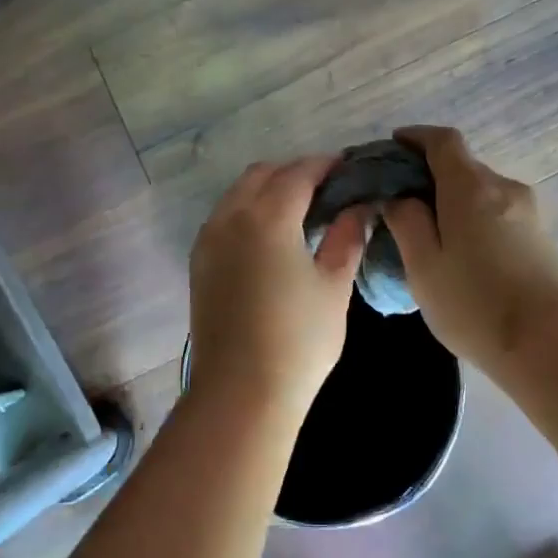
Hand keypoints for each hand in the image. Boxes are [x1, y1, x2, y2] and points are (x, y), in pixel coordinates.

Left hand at [187, 158, 368, 425]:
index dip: (325, 165)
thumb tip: (358, 207)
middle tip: (326, 190)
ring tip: (299, 211)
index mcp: (268, 217)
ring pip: (238, 194)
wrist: (241, 392)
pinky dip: (247, 211)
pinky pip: (223, 218)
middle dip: (294, 172)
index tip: (347, 168)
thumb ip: (346, 238)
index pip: (298, 173)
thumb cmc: (299, 340)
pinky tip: (269, 236)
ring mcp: (208, 240)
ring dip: (267, 190)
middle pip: (262, 175)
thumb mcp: (333, 287)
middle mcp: (231, 218)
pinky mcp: (199, 263)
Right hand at [382, 127, 557, 373]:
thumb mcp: (423, 266)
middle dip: (431, 175)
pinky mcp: (542, 237)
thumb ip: (406, 222)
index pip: (443, 141)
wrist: (549, 345)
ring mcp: (529, 212)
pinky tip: (464, 253)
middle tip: (404, 203)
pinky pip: (499, 213)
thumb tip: (400, 197)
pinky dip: (476, 219)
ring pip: (483, 192)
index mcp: (471, 188)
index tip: (394, 146)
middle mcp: (504, 188)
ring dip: (455, 201)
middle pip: (463, 167)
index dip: (416, 137)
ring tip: (432, 234)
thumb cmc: (474, 304)